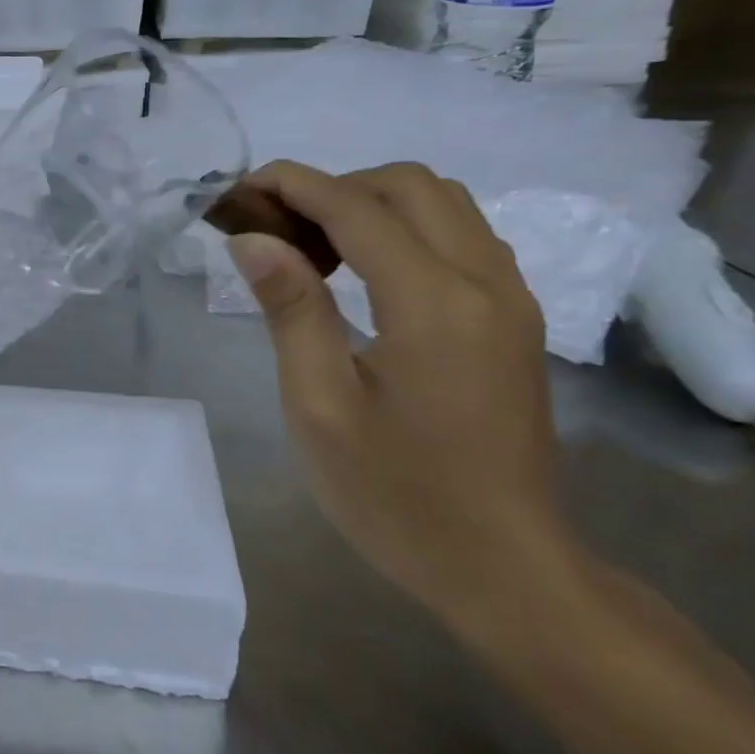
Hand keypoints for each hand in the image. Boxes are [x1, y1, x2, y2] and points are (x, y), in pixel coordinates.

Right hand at [227, 161, 575, 626]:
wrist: (505, 568)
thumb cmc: (397, 495)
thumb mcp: (319, 406)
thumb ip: (291, 310)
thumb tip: (253, 239)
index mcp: (434, 303)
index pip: (356, 207)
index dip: (292, 185)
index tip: (238, 191)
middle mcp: (486, 283)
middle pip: (410, 187)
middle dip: (333, 187)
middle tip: (275, 229)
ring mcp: (511, 301)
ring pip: (443, 205)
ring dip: (370, 204)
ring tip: (312, 249)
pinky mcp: (515, 322)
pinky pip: (461, 239)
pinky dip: (404, 229)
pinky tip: (363, 275)